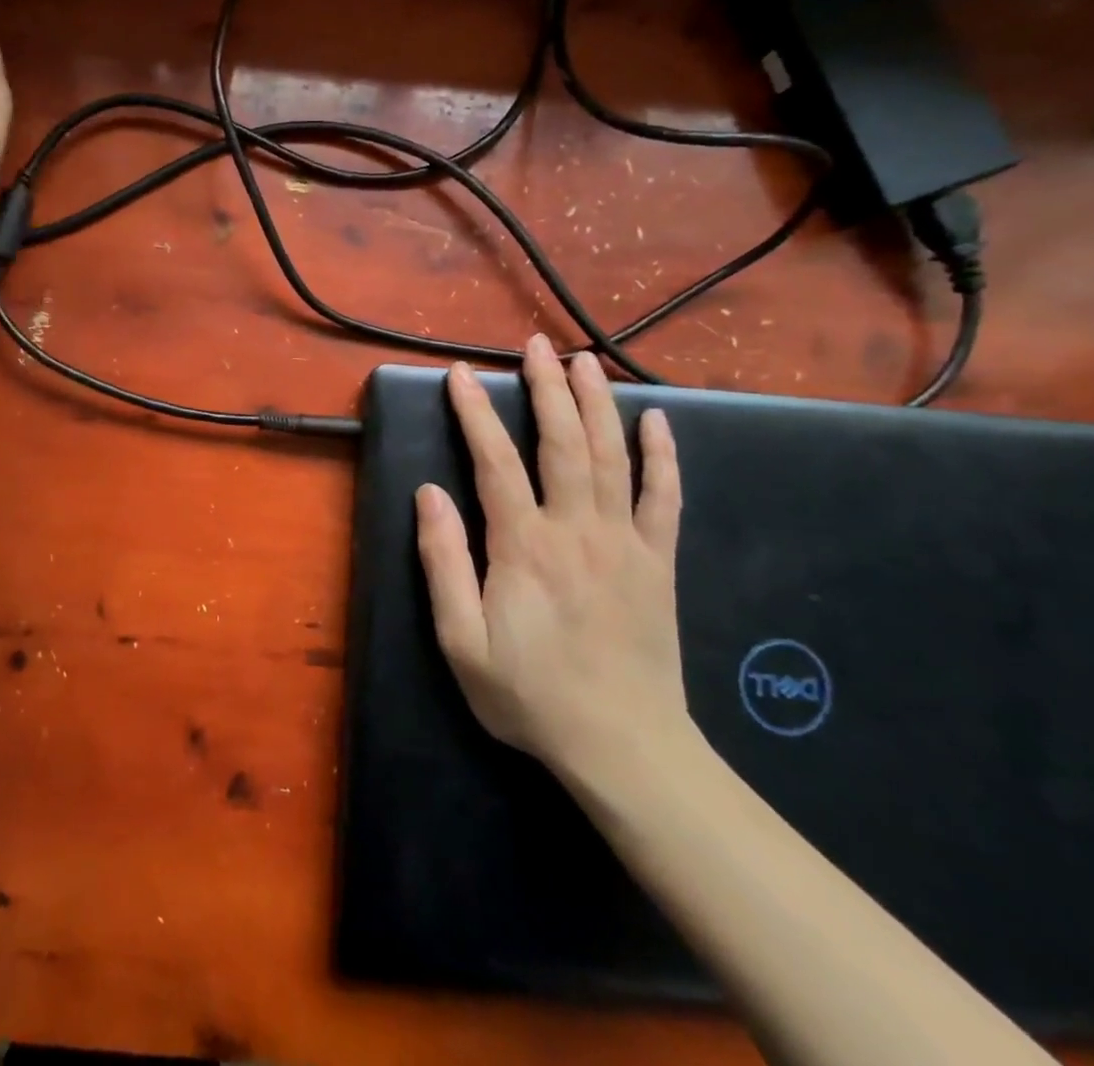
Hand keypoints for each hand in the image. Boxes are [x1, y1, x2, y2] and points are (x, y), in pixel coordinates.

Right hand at [416, 336, 691, 795]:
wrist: (625, 748)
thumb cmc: (530, 695)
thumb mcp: (462, 641)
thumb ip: (443, 562)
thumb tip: (429, 493)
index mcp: (524, 547)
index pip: (495, 461)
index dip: (475, 413)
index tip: (460, 374)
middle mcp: (577, 529)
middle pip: (563, 442)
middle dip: (547, 388)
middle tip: (535, 346)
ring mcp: (626, 541)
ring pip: (613, 456)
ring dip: (597, 403)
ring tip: (585, 360)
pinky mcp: (659, 561)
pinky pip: (665, 498)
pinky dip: (663, 456)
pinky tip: (657, 421)